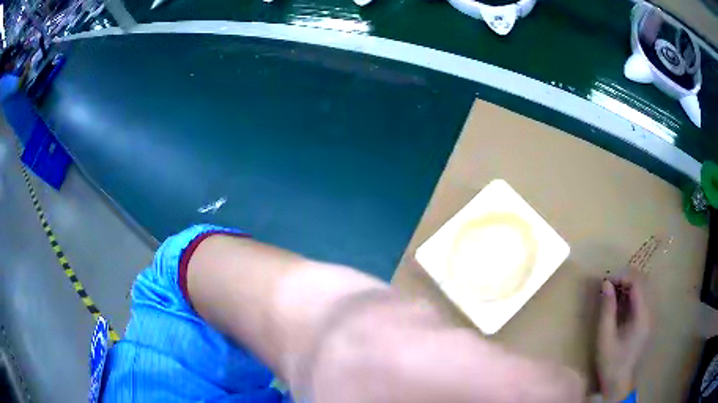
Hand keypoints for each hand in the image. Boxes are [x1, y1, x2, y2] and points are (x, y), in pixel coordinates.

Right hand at [597, 271, 651, 400]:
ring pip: (644, 288)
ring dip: (629, 284)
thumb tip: (606, 283)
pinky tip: (621, 302)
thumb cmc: (611, 362)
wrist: (619, 382)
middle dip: (626, 278)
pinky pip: (643, 298)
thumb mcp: (605, 337)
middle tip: (609, 284)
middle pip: (643, 281)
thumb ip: (607, 309)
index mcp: (642, 316)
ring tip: (614, 291)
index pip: (637, 283)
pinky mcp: (647, 320)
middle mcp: (650, 312)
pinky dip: (633, 294)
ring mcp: (651, 316)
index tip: (606, 280)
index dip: (622, 276)